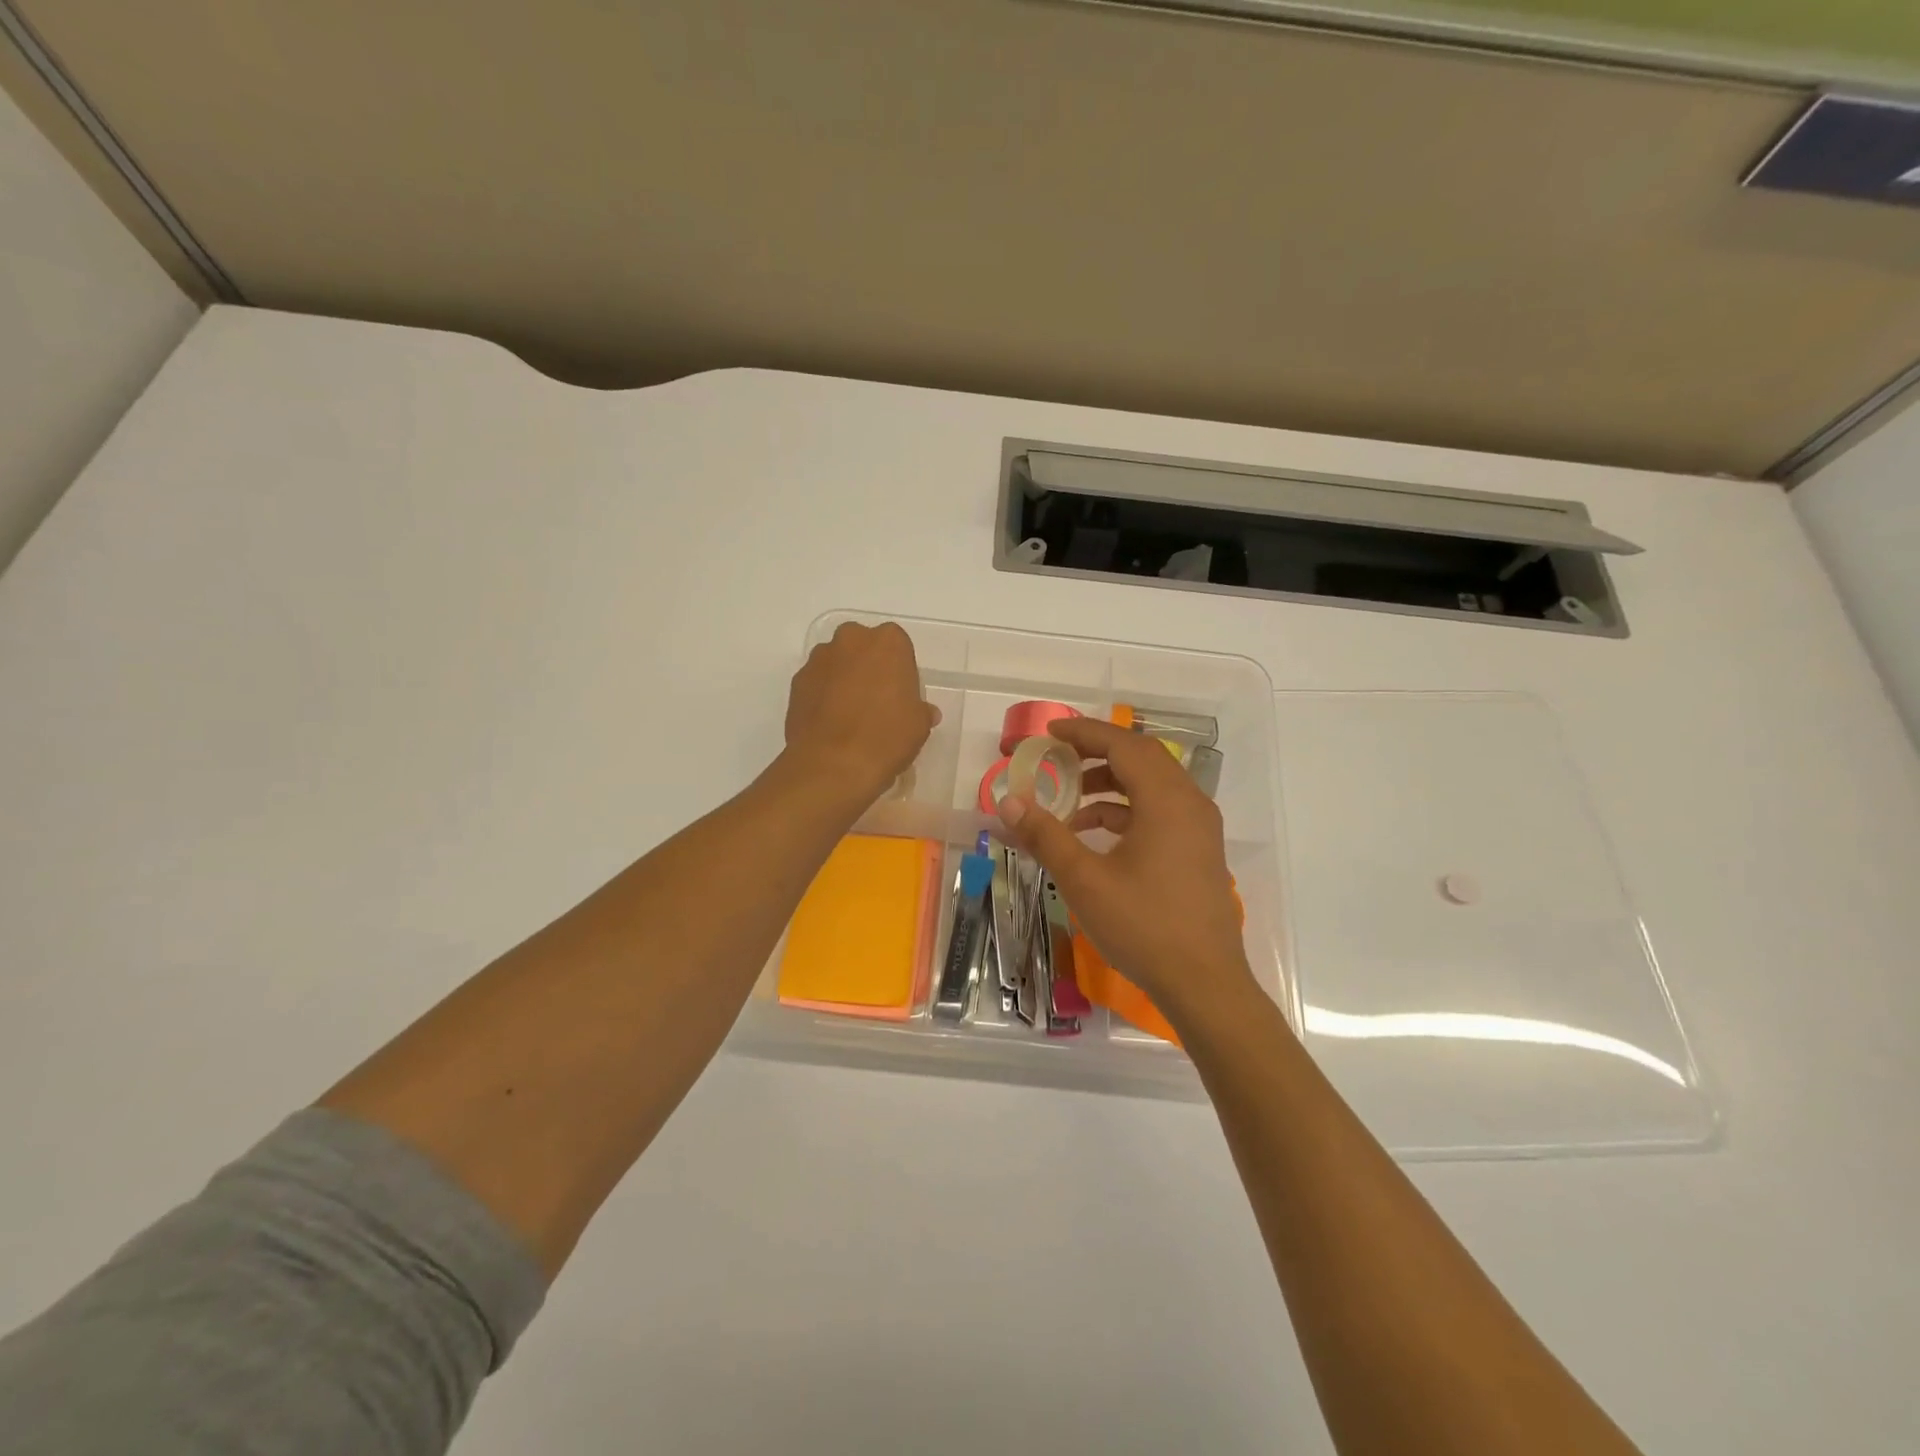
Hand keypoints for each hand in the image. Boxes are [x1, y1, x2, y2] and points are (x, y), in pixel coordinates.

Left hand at [783, 621, 938, 806]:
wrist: (832, 765)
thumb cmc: (886, 737)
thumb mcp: (918, 726)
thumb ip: (920, 710)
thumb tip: (923, 712)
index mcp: (888, 642)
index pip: (898, 646)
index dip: (900, 671)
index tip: (901, 695)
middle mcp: (851, 640)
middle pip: (863, 646)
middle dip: (869, 666)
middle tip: (876, 700)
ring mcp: (819, 659)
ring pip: (837, 663)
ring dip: (844, 679)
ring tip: (850, 715)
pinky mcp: (796, 682)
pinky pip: (817, 683)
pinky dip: (823, 695)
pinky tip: (831, 724)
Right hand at [995, 718, 1257, 1029]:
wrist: (1204, 983)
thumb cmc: (1144, 926)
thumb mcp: (1084, 880)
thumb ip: (1045, 835)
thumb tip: (1009, 802)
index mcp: (1166, 800)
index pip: (1123, 744)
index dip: (1083, 732)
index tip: (1049, 733)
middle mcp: (1189, 803)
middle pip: (1140, 758)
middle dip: (1095, 753)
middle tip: (1056, 758)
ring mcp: (1198, 827)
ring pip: (1151, 785)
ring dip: (1109, 784)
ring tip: (1069, 801)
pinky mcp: (1198, 849)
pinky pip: (1160, 811)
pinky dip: (1125, 810)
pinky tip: (1093, 835)